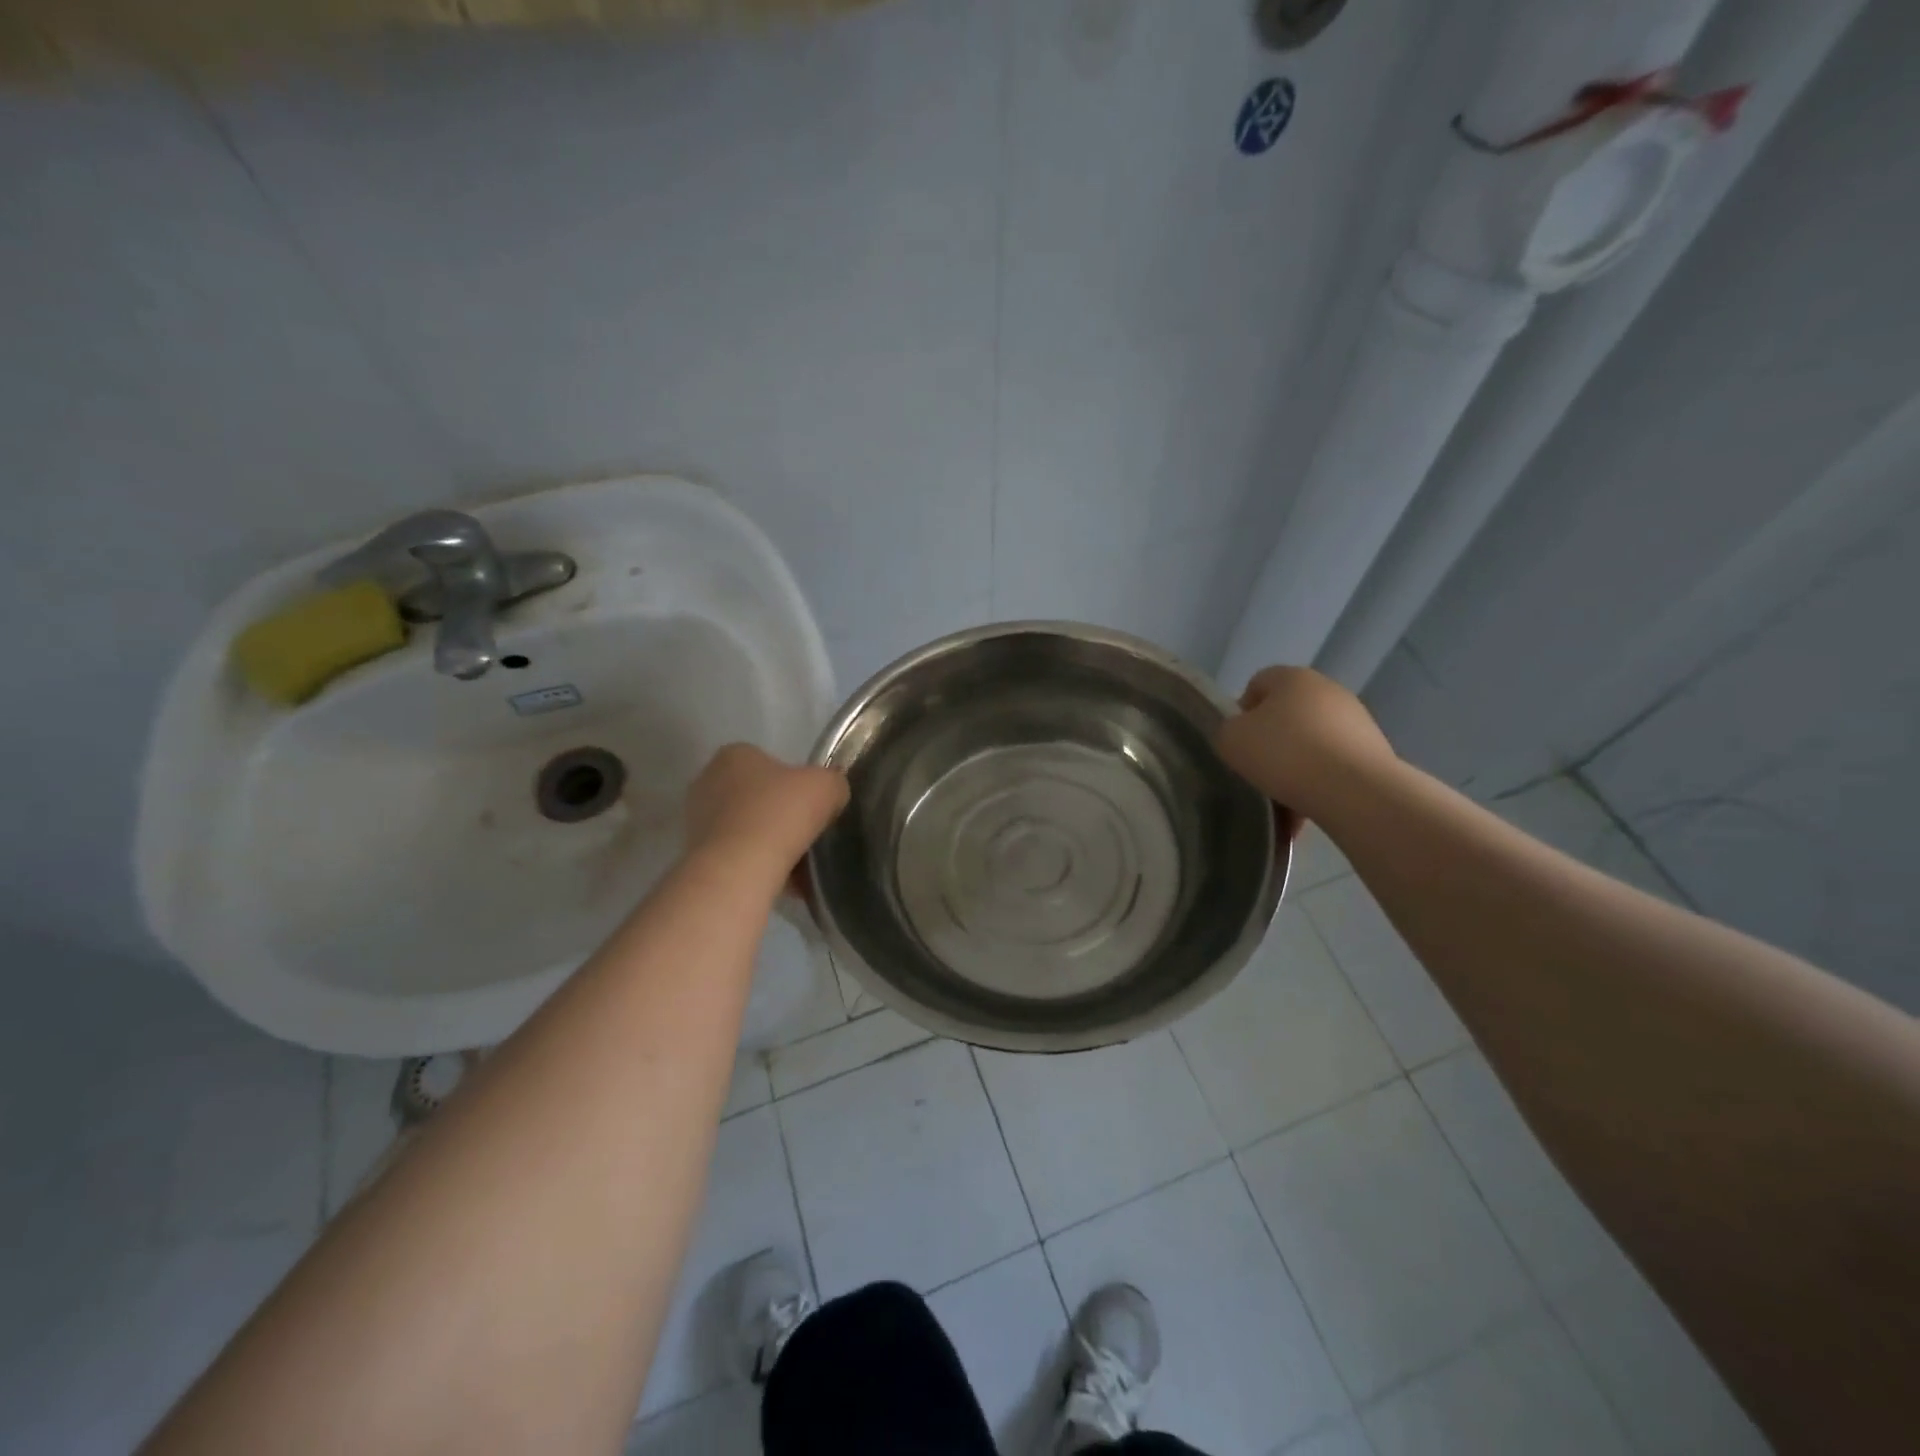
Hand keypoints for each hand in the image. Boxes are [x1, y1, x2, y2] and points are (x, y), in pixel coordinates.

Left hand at [684, 744, 848, 881]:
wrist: (740, 868)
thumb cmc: (781, 813)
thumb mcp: (827, 786)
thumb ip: (832, 783)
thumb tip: (831, 794)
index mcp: (734, 755)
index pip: (767, 762)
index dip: (793, 783)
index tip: (810, 805)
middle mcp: (708, 781)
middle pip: (754, 795)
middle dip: (777, 813)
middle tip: (804, 833)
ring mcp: (696, 820)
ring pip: (744, 828)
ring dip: (767, 842)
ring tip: (795, 863)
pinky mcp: (696, 854)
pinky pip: (736, 856)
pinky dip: (757, 865)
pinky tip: (780, 881)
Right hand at [1215, 666, 1395, 819]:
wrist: (1355, 791)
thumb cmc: (1285, 754)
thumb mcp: (1231, 740)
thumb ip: (1228, 731)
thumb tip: (1242, 735)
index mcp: (1293, 677)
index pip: (1257, 684)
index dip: (1242, 713)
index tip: (1238, 744)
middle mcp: (1328, 690)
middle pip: (1286, 715)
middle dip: (1271, 743)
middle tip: (1257, 773)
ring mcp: (1357, 720)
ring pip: (1310, 744)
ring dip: (1294, 768)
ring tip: (1282, 802)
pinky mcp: (1375, 751)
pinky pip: (1333, 767)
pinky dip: (1318, 785)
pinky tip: (1305, 811)